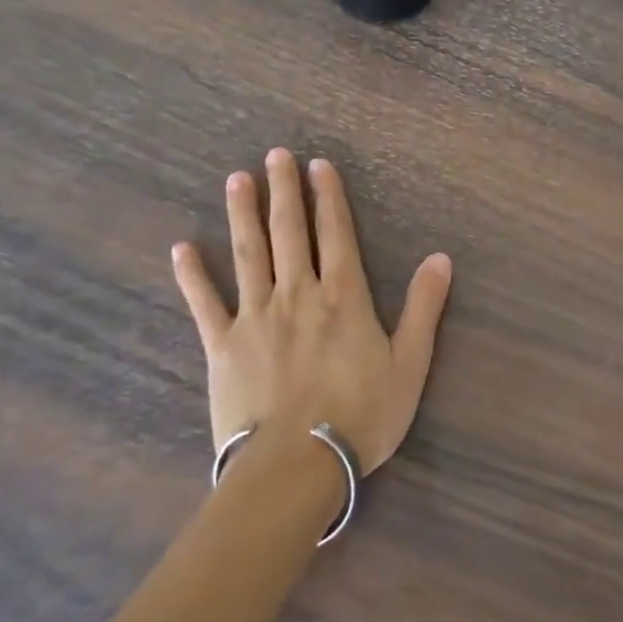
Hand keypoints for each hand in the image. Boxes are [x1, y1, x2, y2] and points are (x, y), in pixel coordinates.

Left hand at [171, 149, 452, 473]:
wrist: (297, 467)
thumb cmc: (361, 416)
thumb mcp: (410, 364)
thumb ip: (424, 308)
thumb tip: (440, 258)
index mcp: (342, 297)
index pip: (336, 233)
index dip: (328, 197)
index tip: (318, 165)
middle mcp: (297, 294)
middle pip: (289, 232)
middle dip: (284, 190)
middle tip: (275, 155)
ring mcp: (255, 317)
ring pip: (248, 254)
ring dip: (243, 214)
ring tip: (237, 179)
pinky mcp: (222, 346)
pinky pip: (204, 303)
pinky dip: (192, 275)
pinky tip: (182, 248)